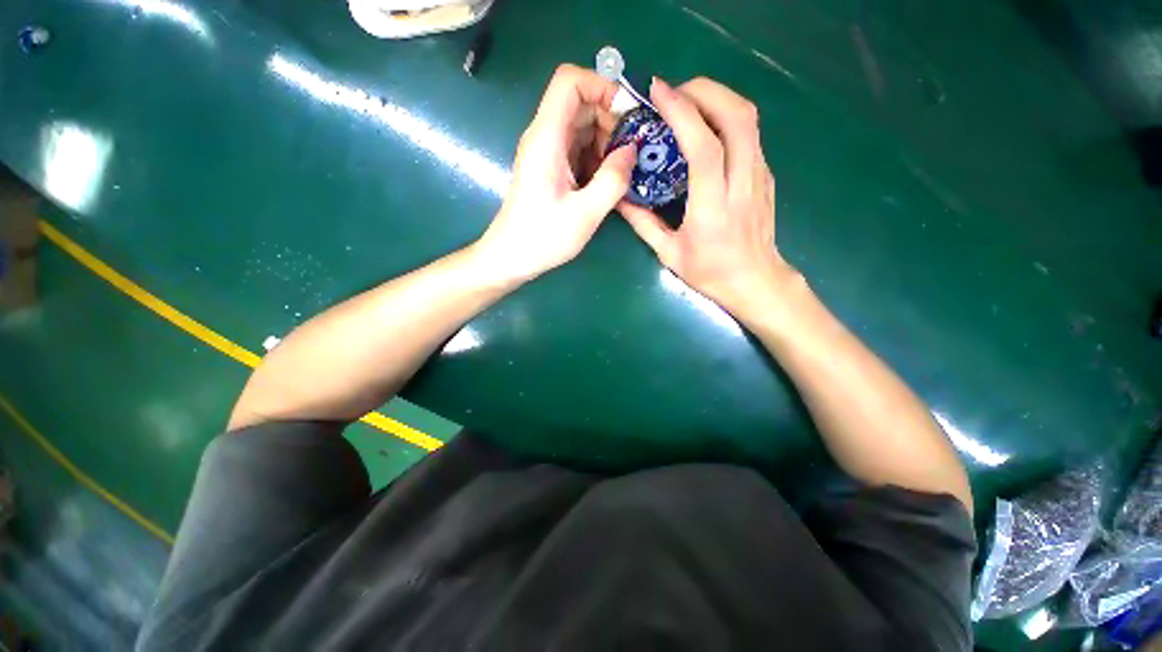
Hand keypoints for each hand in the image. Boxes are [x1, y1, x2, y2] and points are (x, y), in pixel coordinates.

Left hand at [475, 64, 637, 283]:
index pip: (571, 82)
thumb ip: (613, 179)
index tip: (628, 116)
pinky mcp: (550, 169)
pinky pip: (577, 150)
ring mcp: (546, 153)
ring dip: (605, 142)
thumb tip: (632, 150)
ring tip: (621, 172)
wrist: (511, 257)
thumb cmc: (543, 238)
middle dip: (610, 120)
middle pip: (580, 103)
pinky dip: (596, 158)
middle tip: (630, 153)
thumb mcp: (585, 213)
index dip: (602, 86)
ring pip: (581, 127)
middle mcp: (544, 137)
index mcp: (547, 138)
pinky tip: (606, 182)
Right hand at [619, 78, 796, 314]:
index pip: (704, 147)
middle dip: (704, 91)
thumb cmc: (710, 272)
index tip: (658, 92)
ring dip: (717, 98)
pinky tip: (706, 126)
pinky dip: (725, 116)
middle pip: (737, 116)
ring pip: (748, 118)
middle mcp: (743, 183)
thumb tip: (619, 198)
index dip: (682, 113)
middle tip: (673, 93)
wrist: (755, 281)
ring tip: (687, 103)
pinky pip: (749, 133)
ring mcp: (760, 175)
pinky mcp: (765, 174)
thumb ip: (643, 223)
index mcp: (713, 208)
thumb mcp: (669, 253)